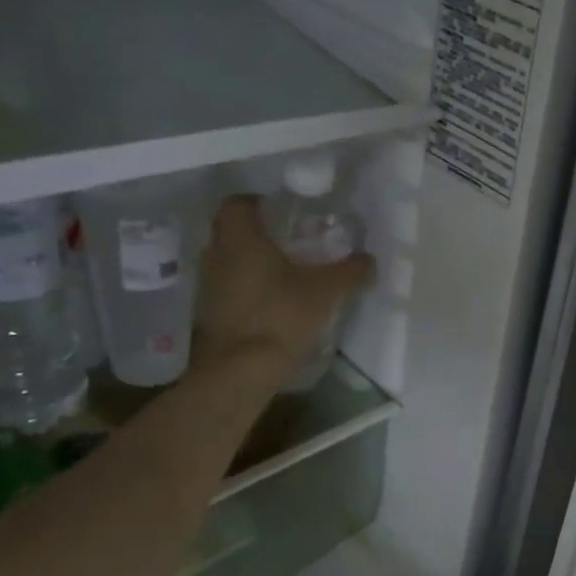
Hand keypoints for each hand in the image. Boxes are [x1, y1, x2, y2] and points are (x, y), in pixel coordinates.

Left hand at [191, 197, 374, 376]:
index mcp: (240, 238)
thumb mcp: (324, 292)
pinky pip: (228, 290)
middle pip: (232, 232)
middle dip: (259, 234)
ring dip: (251, 264)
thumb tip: (369, 259)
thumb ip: (348, 272)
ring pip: (229, 262)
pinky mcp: (208, 315)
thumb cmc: (280, 316)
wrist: (239, 372)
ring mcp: (207, 287)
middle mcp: (216, 255)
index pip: (238, 203)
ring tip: (285, 275)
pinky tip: (272, 304)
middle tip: (291, 243)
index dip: (259, 203)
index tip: (283, 212)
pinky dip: (246, 290)